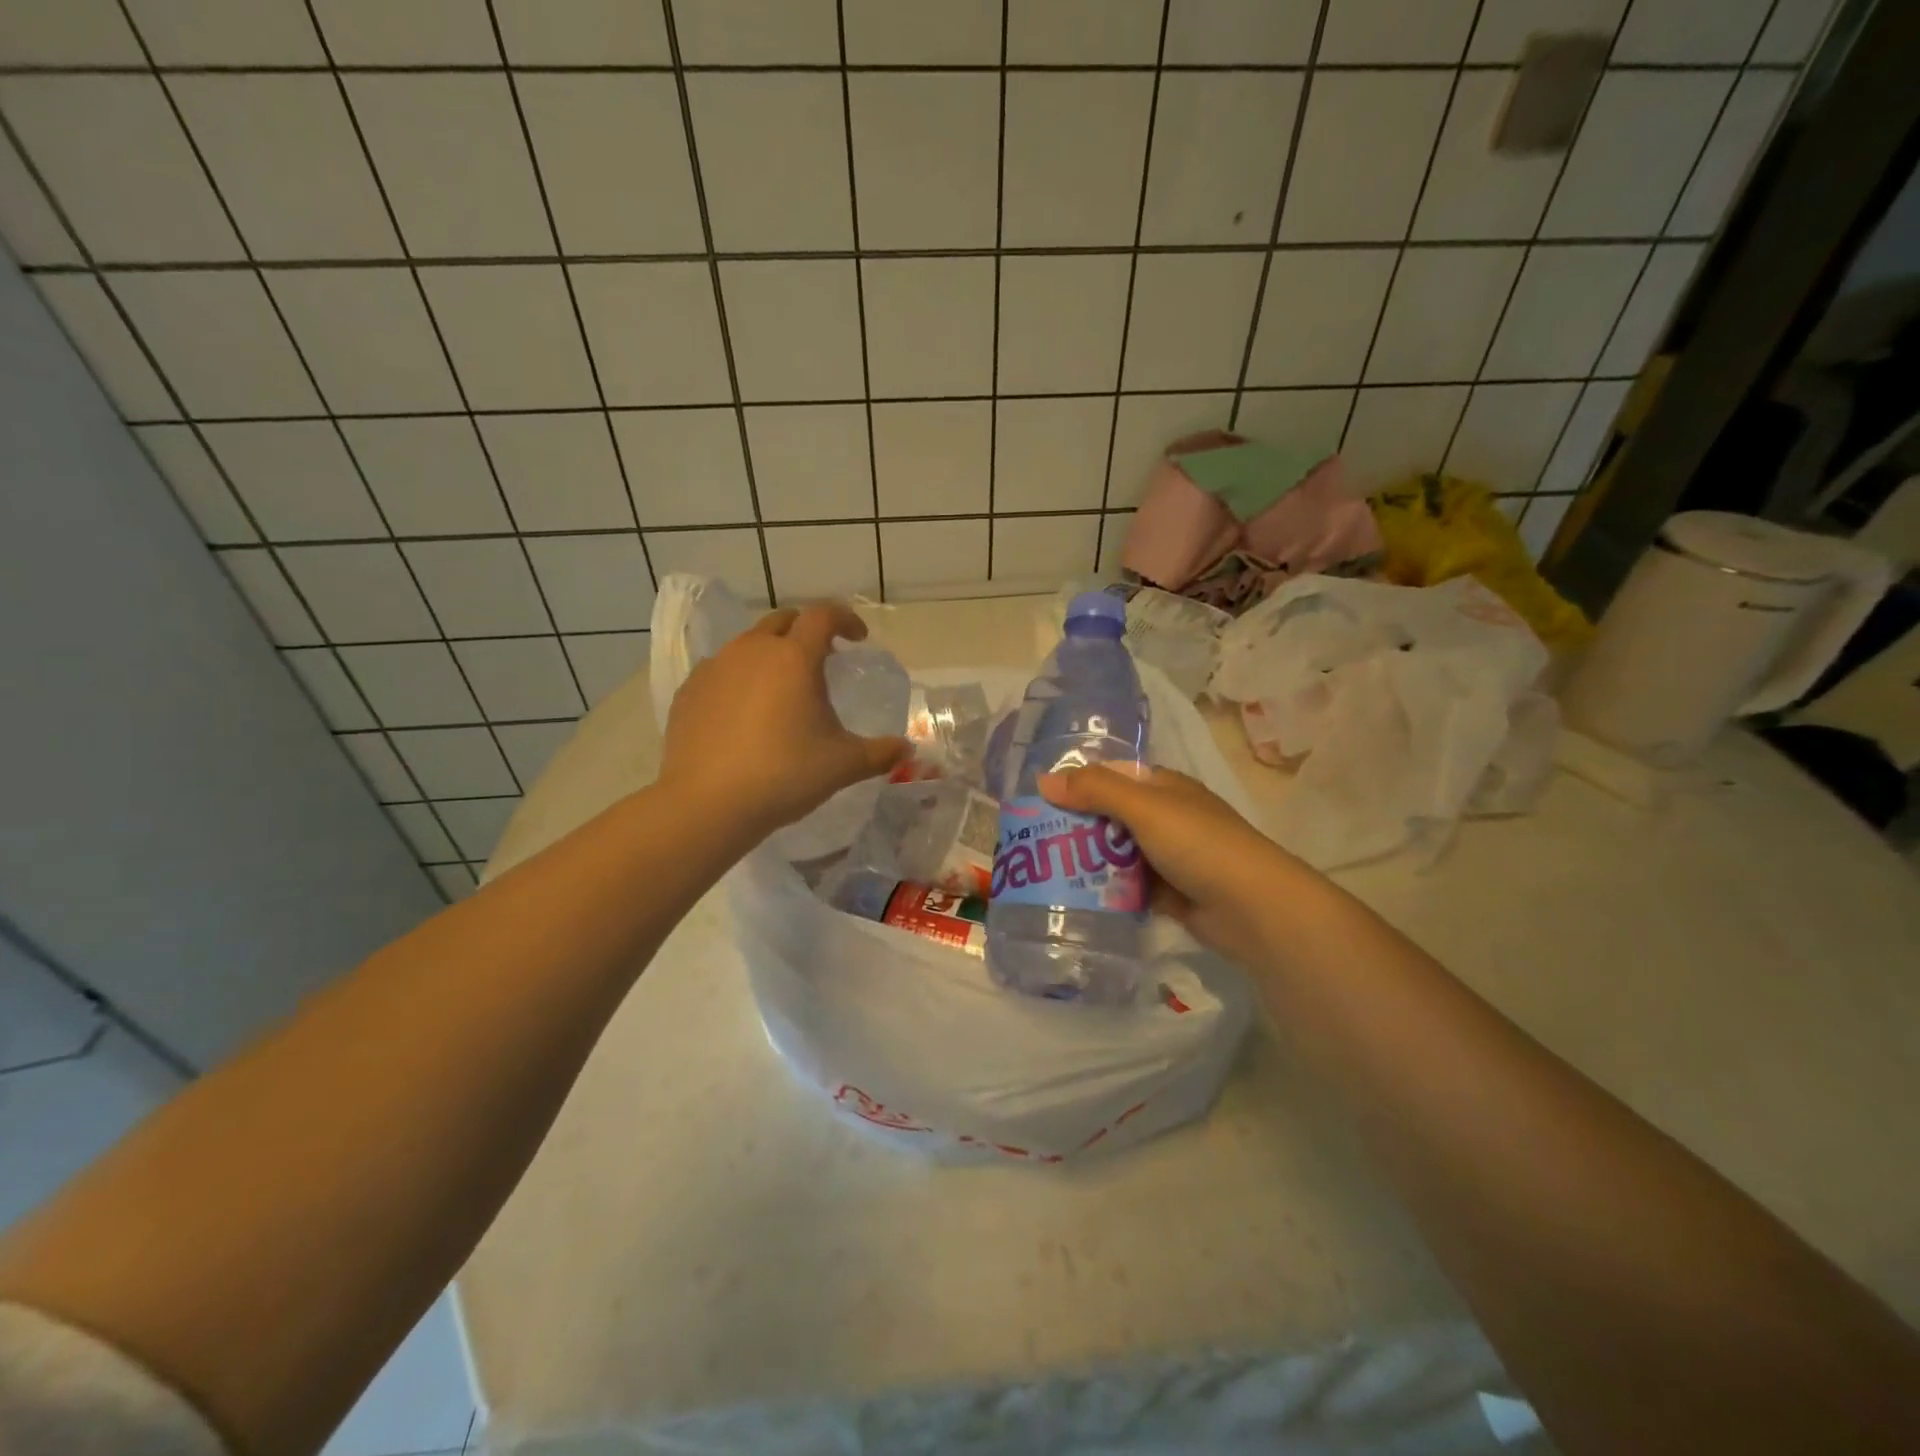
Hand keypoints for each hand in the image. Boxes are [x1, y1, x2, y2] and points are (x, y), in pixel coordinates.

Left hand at [660, 602, 910, 839]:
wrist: (707, 804)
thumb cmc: (785, 775)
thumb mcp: (843, 765)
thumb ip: (880, 752)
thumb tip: (907, 750)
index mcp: (794, 657)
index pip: (823, 616)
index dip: (845, 619)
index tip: (858, 638)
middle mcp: (752, 650)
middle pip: (783, 621)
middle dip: (806, 632)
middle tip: (822, 660)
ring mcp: (715, 668)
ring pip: (748, 645)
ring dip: (771, 655)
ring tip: (782, 690)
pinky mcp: (689, 691)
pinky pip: (721, 671)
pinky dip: (740, 679)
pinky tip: (744, 714)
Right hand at [1038, 765, 1300, 963]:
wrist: (1253, 908)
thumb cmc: (1199, 844)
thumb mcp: (1145, 808)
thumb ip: (1096, 791)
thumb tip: (1043, 781)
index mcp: (1163, 788)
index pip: (1111, 777)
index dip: (1077, 785)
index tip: (1039, 802)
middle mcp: (1165, 818)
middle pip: (1110, 817)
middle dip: (1076, 828)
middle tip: (1034, 843)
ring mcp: (1168, 857)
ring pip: (1116, 854)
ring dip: (1088, 862)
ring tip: (1044, 873)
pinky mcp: (1169, 893)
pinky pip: (1128, 887)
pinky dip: (1107, 891)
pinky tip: (1076, 898)